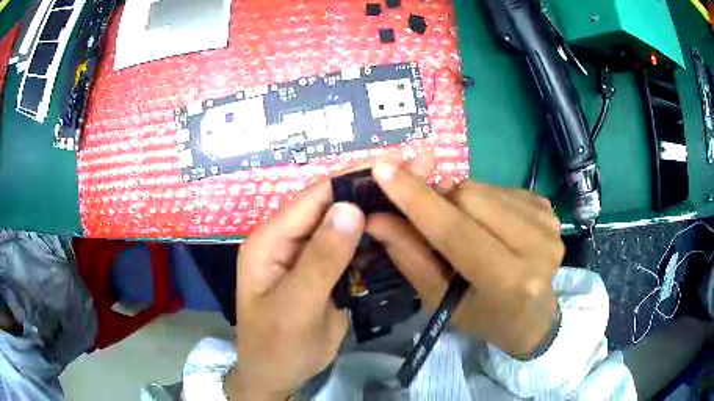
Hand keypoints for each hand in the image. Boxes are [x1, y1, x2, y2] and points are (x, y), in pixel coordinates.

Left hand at [225, 152, 438, 399]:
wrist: (278, 376)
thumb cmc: (278, 346)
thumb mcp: (297, 307)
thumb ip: (321, 260)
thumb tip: (350, 208)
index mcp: (270, 240)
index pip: (314, 196)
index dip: (355, 176)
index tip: (397, 162)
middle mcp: (289, 239)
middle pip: (334, 205)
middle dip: (375, 187)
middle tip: (419, 168)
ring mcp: (309, 255)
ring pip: (346, 225)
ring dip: (380, 209)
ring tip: (419, 192)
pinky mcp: (326, 271)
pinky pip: (352, 248)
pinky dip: (377, 237)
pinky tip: (404, 226)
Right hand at [367, 162, 563, 358]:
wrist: (532, 315)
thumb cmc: (483, 316)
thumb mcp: (441, 300)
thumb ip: (410, 257)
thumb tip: (376, 219)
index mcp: (508, 281)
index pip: (456, 231)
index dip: (416, 199)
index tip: (383, 169)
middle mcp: (537, 247)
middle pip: (469, 197)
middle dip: (440, 201)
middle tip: (431, 218)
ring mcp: (548, 224)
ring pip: (483, 188)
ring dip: (460, 201)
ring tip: (464, 227)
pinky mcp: (549, 209)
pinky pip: (500, 188)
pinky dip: (482, 201)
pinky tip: (488, 225)